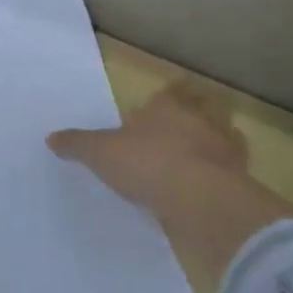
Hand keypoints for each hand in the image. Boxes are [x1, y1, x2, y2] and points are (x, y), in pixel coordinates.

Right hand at [48, 83, 250, 212]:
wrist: (200, 201)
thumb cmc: (146, 163)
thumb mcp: (100, 153)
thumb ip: (77, 144)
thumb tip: (51, 137)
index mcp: (167, 107)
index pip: (172, 91)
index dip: (170, 94)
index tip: (166, 101)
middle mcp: (201, 121)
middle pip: (206, 108)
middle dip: (199, 114)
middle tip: (186, 126)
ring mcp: (226, 150)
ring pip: (225, 138)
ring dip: (216, 145)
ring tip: (200, 159)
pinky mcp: (241, 181)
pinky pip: (233, 173)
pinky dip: (224, 177)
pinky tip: (209, 188)